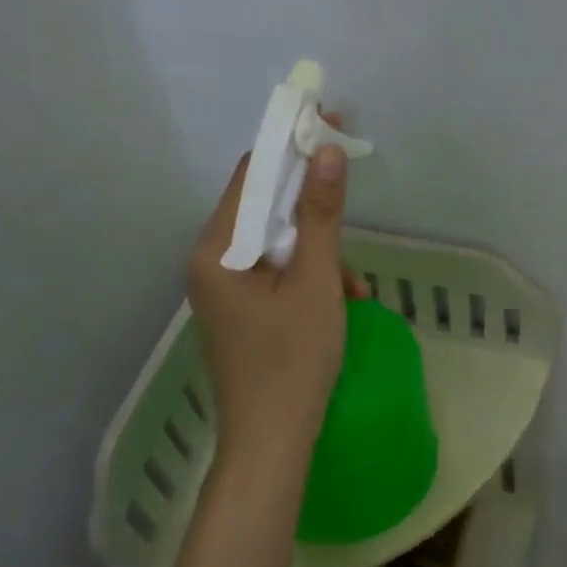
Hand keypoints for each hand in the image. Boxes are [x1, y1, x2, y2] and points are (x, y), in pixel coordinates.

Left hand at [187, 142, 365, 466]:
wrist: (271, 444)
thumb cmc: (294, 362)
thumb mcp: (317, 283)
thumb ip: (322, 215)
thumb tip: (326, 149)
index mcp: (216, 251)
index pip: (251, 175)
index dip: (290, 145)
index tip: (329, 122)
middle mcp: (210, 264)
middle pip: (263, 210)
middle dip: (313, 207)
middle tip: (351, 193)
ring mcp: (222, 291)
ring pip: (276, 246)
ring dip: (320, 254)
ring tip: (357, 289)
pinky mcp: (239, 312)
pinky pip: (275, 276)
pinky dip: (309, 280)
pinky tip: (343, 304)